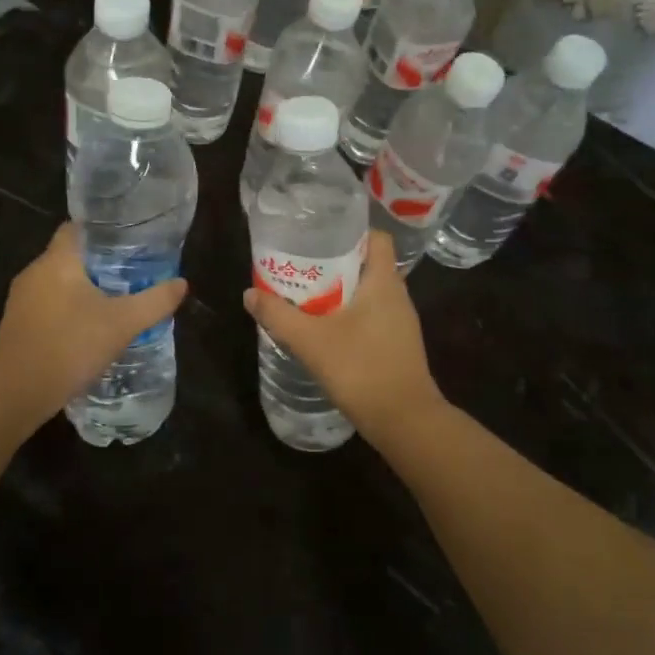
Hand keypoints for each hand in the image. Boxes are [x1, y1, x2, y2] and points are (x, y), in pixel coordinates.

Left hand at [0, 225, 188, 421]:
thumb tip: (182, 284)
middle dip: (96, 263)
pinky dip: (65, 310)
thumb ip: (154, 301)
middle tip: (128, 274)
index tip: (125, 241)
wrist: (17, 393)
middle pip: (68, 256)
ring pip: (56, 283)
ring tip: (111, 301)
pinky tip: (85, 329)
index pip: (75, 228)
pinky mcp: (16, 325)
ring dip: (80, 290)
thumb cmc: (71, 345)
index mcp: (57, 260)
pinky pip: (46, 306)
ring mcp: (20, 300)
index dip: (100, 231)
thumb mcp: (123, 323)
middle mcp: (34, 272)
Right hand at [243, 230, 445, 437]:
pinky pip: (371, 317)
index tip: (319, 237)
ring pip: (368, 293)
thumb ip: (278, 315)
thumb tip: (249, 294)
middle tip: (301, 267)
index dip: (350, 232)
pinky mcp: (397, 345)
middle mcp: (397, 296)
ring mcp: (400, 323)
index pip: (376, 238)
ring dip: (339, 292)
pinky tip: (324, 330)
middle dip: (335, 263)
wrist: (405, 422)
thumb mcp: (311, 340)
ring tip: (306, 296)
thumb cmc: (361, 369)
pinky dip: (348, 316)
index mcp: (384, 282)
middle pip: (367, 264)